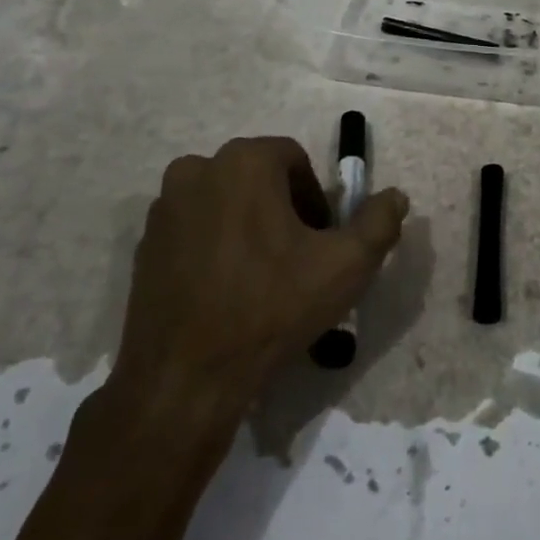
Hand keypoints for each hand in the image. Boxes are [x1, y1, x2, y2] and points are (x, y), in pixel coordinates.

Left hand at [110, 137, 408, 427]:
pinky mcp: (143, 245)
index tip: (322, 240)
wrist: (184, 380)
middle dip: (283, 209)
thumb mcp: (346, 265)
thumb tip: (396, 196)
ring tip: (262, 277)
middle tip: (298, 259)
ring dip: (248, 225)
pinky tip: (226, 291)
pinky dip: (214, 246)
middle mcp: (197, 170)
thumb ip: (379, 222)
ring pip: (224, 202)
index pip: (294, 160)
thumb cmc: (271, 308)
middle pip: (257, 177)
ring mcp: (164, 208)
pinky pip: (194, 230)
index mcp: (244, 161)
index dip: (316, 198)